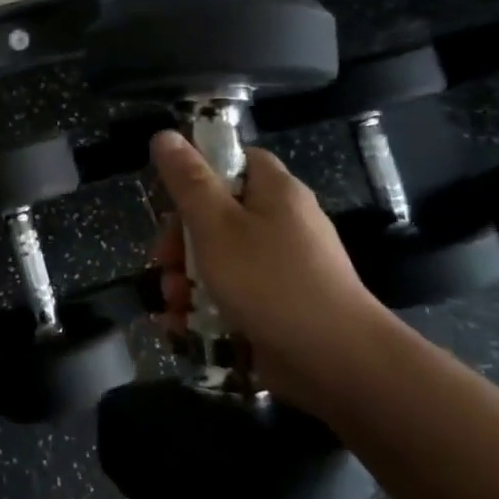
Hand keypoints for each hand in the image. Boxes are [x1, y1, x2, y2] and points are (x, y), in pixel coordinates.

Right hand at [149, 130, 403, 412]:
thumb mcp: (215, 224)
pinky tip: (183, 327)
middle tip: (163, 261)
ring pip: (219, 260)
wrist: (336, 363)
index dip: (199, 171)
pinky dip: (204, 308)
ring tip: (173, 304)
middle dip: (179, 241)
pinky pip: (232, 296)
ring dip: (185, 280)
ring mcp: (282, 269)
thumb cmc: (270, 281)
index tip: (170, 197)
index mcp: (275, 192)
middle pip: (218, 214)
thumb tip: (165, 135)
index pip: (236, 160)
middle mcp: (282, 224)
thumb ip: (187, 180)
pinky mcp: (278, 307)